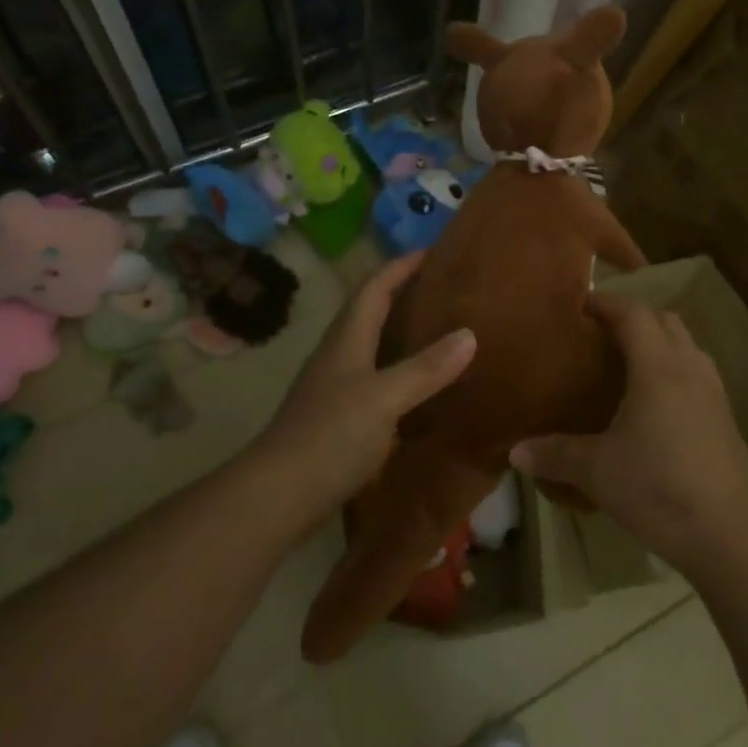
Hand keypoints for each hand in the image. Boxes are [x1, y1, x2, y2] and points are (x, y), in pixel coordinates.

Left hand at [255, 251, 475, 527]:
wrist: (278, 495)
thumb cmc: (330, 436)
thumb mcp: (384, 398)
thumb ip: (425, 368)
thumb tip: (469, 334)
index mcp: (347, 338)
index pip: (375, 286)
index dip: (402, 265)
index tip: (435, 250)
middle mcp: (339, 353)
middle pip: (371, 309)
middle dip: (404, 291)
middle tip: (446, 287)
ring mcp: (336, 384)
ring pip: (373, 342)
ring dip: (402, 329)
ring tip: (441, 328)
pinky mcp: (338, 414)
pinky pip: (375, 374)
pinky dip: (400, 367)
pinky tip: (422, 384)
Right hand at [510, 292, 747, 577]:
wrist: (733, 537)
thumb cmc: (659, 489)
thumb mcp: (597, 472)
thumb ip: (555, 455)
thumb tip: (514, 451)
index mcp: (658, 367)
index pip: (633, 313)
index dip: (607, 302)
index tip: (581, 302)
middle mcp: (689, 368)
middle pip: (665, 320)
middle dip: (634, 316)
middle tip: (602, 331)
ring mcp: (715, 393)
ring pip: (687, 346)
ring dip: (660, 341)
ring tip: (629, 362)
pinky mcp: (728, 420)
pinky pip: (698, 374)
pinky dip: (676, 370)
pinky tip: (658, 403)